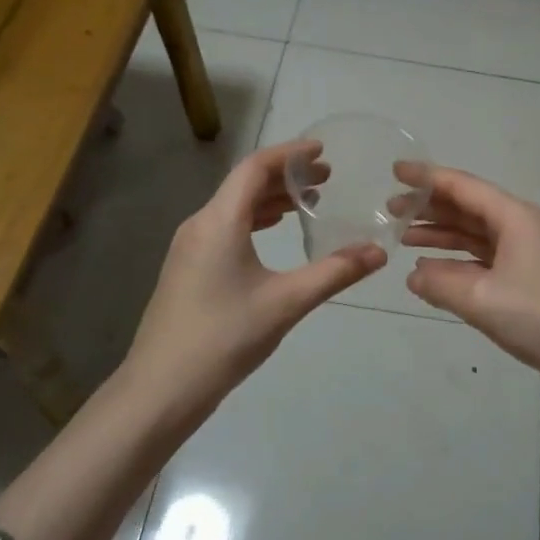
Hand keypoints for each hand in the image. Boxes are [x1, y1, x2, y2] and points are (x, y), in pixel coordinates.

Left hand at [123, 140, 384, 407]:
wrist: (160, 389)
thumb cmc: (224, 338)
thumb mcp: (286, 303)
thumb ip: (335, 272)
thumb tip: (379, 252)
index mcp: (219, 221)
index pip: (255, 167)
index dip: (290, 153)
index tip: (322, 151)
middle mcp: (199, 224)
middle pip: (244, 184)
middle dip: (286, 176)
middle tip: (326, 178)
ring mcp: (188, 247)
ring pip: (233, 206)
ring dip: (270, 198)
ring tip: (307, 202)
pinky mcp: (187, 268)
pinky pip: (224, 226)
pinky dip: (253, 220)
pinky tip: (272, 232)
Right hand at [403, 167, 539, 392]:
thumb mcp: (481, 299)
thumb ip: (439, 284)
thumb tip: (413, 275)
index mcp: (513, 217)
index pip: (462, 186)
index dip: (426, 178)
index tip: (394, 171)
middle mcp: (518, 226)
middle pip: (466, 206)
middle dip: (428, 206)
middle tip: (390, 209)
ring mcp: (522, 251)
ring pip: (473, 232)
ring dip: (440, 232)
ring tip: (403, 236)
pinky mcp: (523, 276)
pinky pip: (481, 256)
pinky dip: (455, 259)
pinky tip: (431, 268)